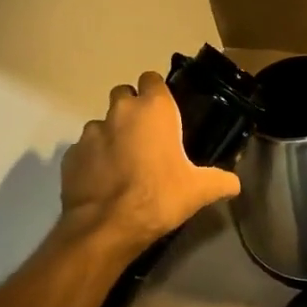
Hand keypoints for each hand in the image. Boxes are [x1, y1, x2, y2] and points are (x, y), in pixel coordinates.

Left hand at [59, 71, 241, 251]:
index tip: (166, 112)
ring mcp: (90, 133)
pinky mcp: (70, 155)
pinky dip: (93, 159)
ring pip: (102, 123)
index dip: (158, 92)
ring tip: (123, 162)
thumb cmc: (159, 197)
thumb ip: (220, 181)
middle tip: (146, 136)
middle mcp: (119, 112)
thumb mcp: (199, 191)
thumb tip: (235, 183)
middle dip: (132, 109)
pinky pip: (84, 150)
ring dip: (112, 135)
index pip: (152, 79)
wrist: (107, 227)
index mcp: (153, 109)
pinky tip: (104, 181)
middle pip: (123, 95)